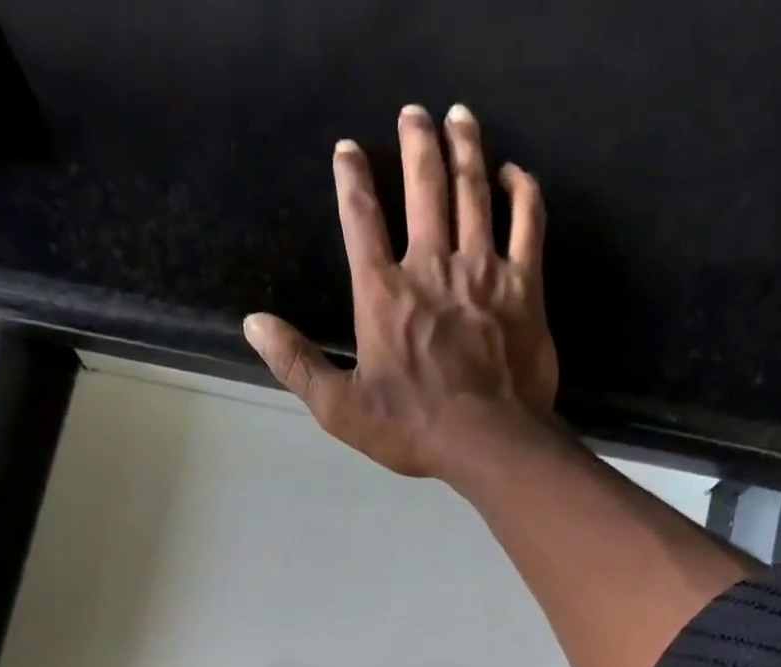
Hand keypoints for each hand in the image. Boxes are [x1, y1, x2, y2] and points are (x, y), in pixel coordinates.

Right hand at [243, 103, 558, 480]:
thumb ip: (297, 364)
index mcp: (383, 295)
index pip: (362, 221)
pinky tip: (513, 172)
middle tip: (414, 110)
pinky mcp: (524, 286)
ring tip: (459, 116)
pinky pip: (527, 222)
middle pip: (424, 187)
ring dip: (465, 147)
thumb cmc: (411, 428)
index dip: (353, 180)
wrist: (487, 441)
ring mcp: (483, 271)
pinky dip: (522, 191)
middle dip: (417, 142)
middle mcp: (432, 267)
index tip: (348, 149)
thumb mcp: (339, 408)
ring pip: (473, 191)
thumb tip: (253, 323)